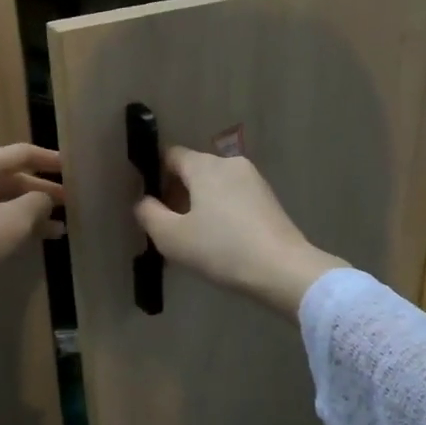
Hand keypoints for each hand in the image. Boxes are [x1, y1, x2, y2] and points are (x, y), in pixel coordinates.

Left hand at [0, 144, 64, 313]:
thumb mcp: (12, 221)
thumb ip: (36, 204)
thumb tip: (43, 198)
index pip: (20, 153)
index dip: (49, 159)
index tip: (72, 169)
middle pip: (7, 178)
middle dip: (40, 193)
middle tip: (68, 207)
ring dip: (25, 214)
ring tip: (55, 232)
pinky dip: (5, 226)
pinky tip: (21, 243)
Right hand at [134, 147, 347, 317]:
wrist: (281, 268)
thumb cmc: (221, 249)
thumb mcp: (171, 237)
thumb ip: (149, 214)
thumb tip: (143, 201)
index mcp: (205, 165)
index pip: (171, 156)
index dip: (156, 177)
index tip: (152, 206)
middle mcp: (230, 163)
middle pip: (195, 170)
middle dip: (179, 194)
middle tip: (171, 228)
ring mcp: (254, 180)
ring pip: (216, 185)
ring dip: (202, 205)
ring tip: (196, 239)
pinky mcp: (269, 199)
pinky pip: (235, 198)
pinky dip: (223, 212)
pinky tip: (222, 241)